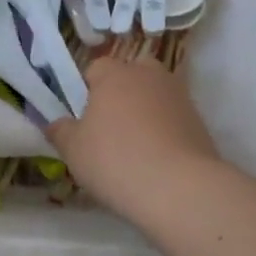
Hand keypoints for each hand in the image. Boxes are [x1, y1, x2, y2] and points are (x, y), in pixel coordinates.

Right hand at [46, 57, 221, 219]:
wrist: (179, 188)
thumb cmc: (115, 160)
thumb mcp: (73, 150)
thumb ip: (60, 131)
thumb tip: (56, 123)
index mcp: (115, 74)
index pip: (96, 67)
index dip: (86, 90)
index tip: (82, 118)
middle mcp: (149, 76)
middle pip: (131, 74)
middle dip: (121, 93)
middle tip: (110, 128)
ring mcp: (179, 96)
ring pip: (155, 95)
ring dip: (146, 112)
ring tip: (135, 148)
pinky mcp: (199, 121)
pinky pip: (174, 118)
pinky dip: (165, 131)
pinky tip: (157, 160)